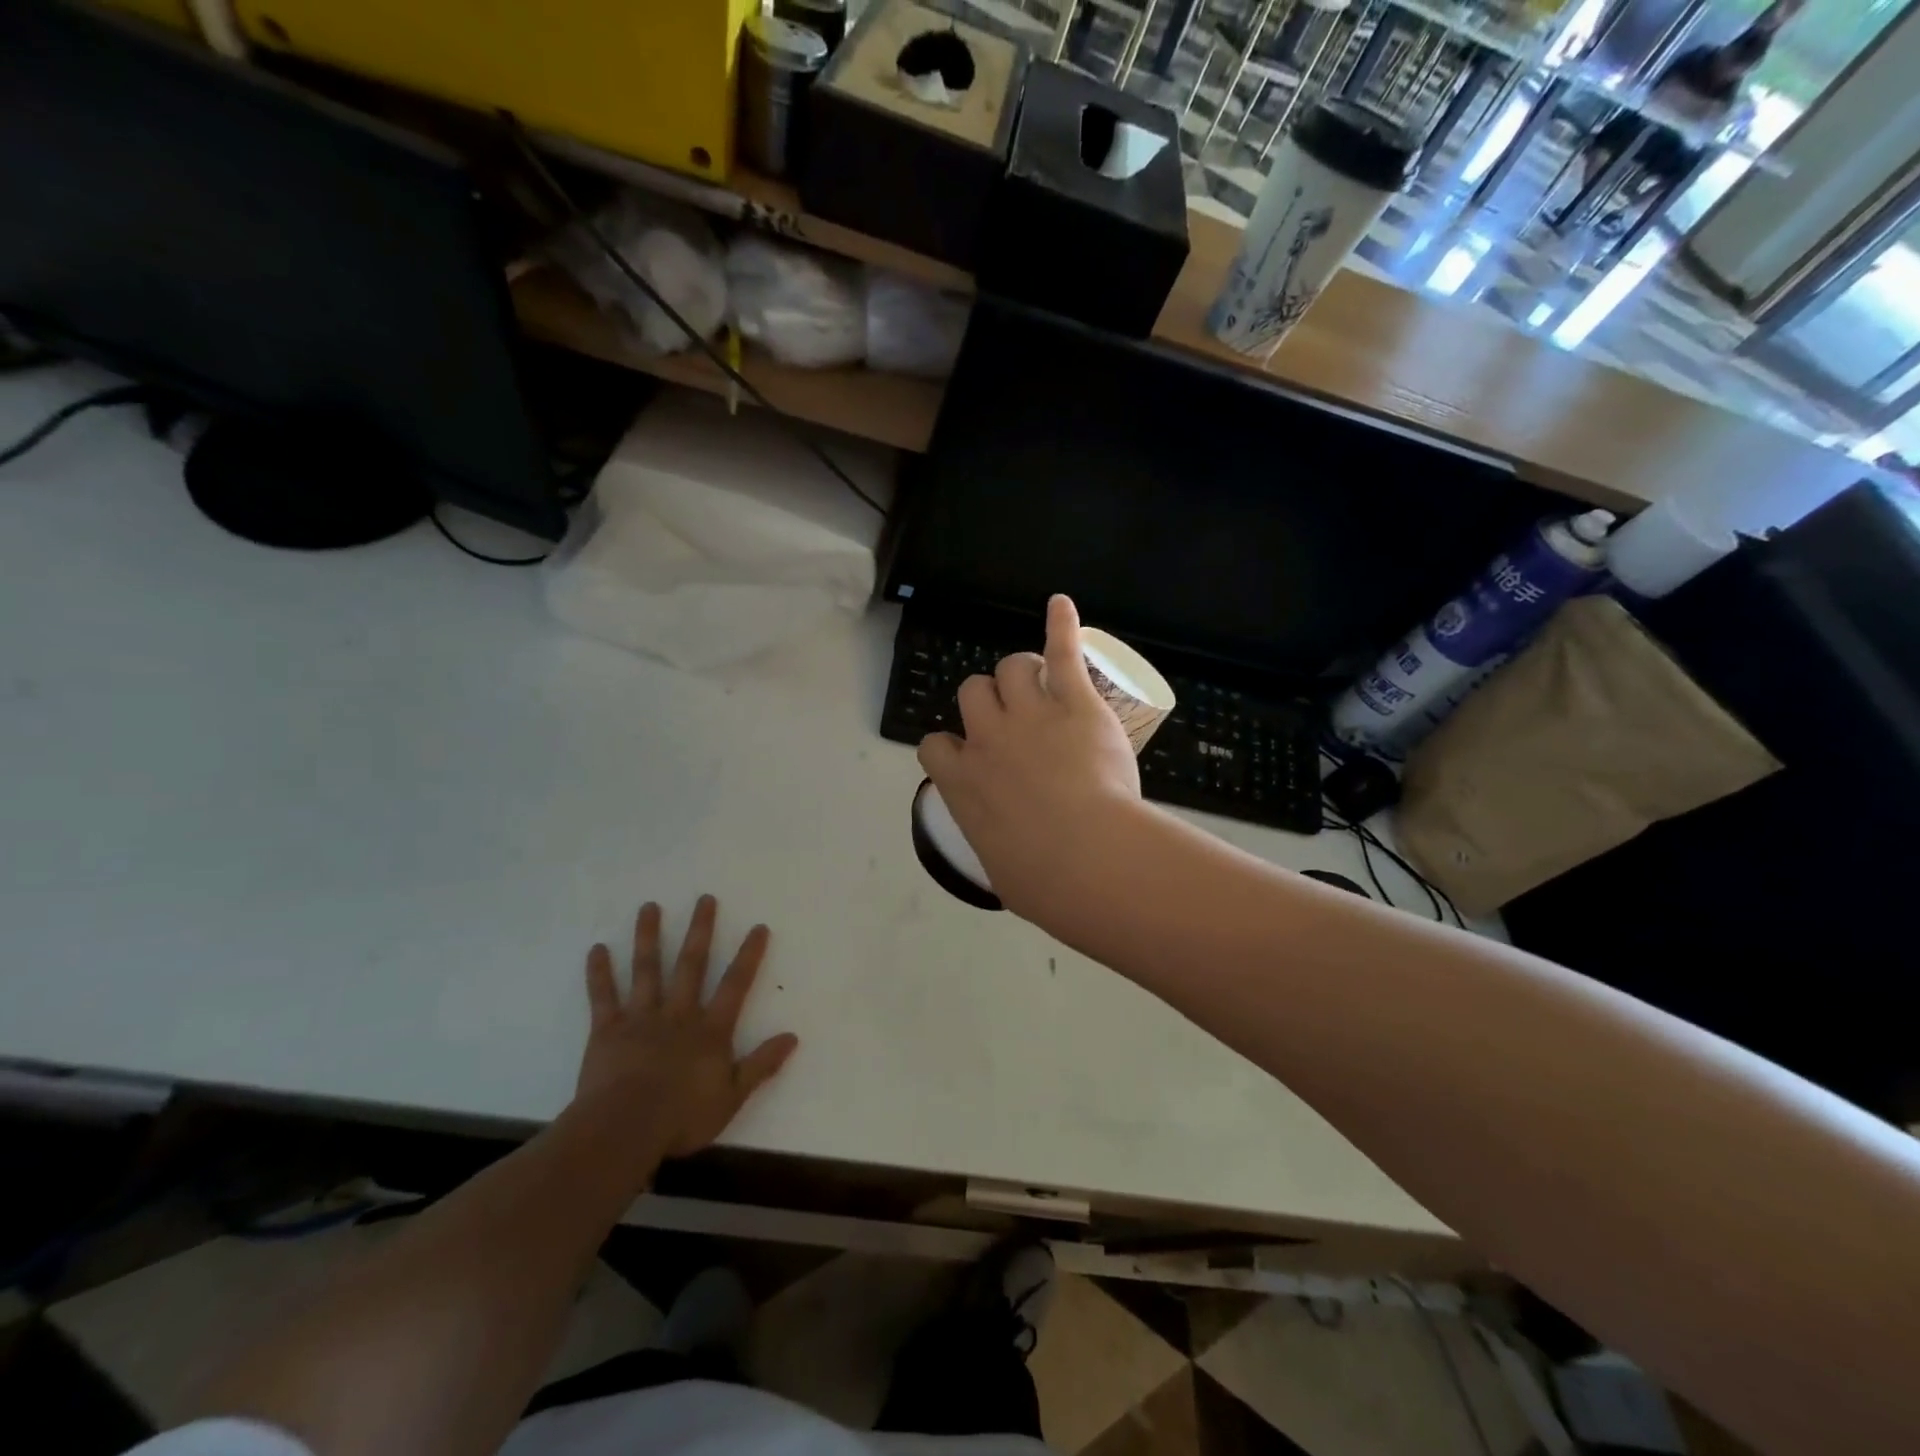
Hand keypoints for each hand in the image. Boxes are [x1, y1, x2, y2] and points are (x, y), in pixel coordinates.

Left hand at [575, 895, 798, 1162]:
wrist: (625, 1129)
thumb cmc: (682, 1117)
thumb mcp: (732, 1096)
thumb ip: (761, 1065)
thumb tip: (792, 1037)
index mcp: (710, 1030)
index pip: (735, 985)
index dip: (748, 955)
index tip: (758, 927)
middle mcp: (678, 1014)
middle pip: (691, 964)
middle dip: (700, 930)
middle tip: (704, 899)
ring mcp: (641, 1018)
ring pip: (647, 970)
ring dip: (648, 936)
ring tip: (649, 906)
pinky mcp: (608, 1030)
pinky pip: (603, 996)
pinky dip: (600, 972)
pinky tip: (597, 948)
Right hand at [917, 594, 1145, 923]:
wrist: (1084, 857)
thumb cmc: (1041, 880)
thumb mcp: (1003, 870)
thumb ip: (998, 847)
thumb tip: (1011, 859)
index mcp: (962, 782)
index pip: (935, 745)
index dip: (951, 745)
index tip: (969, 756)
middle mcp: (986, 738)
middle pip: (972, 693)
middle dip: (988, 701)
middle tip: (1013, 718)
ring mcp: (1029, 715)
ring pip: (1010, 668)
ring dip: (1021, 673)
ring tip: (1041, 684)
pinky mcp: (1073, 702)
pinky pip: (1060, 651)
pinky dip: (1060, 624)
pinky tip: (1060, 605)